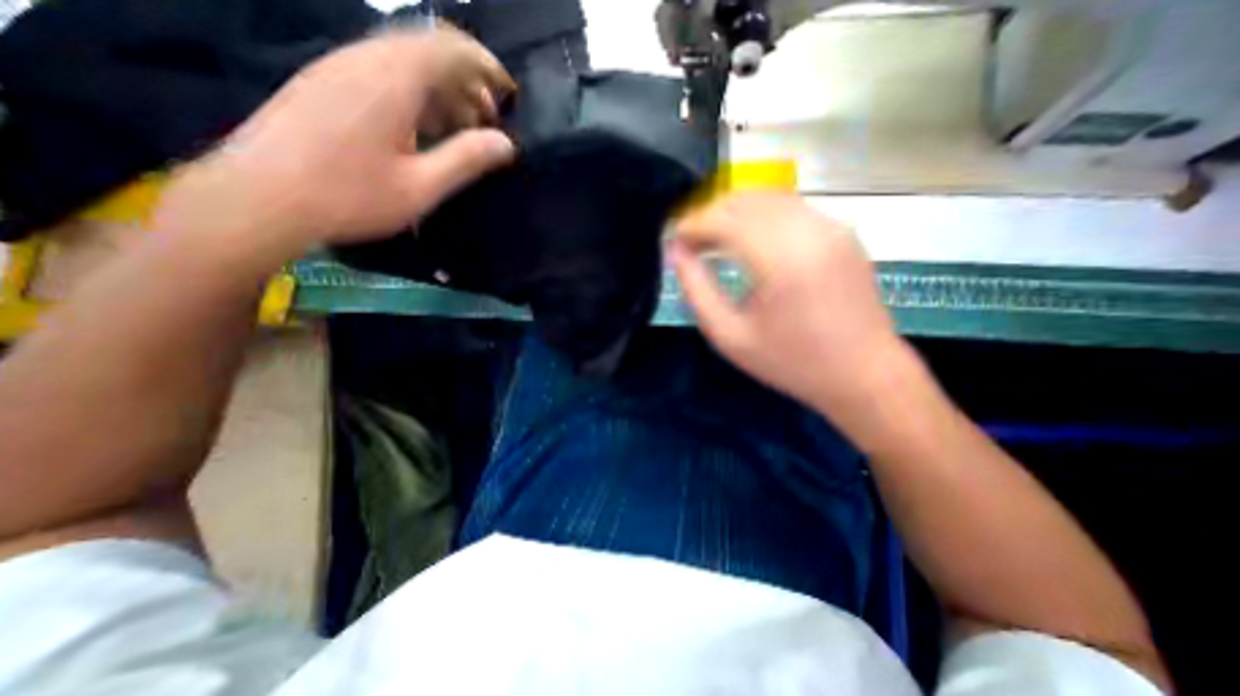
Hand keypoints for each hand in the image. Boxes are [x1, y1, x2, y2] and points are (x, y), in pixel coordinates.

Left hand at [156, 27, 518, 260]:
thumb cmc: (350, 196)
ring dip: (443, 92)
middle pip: (428, 51)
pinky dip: (415, 97)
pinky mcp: (327, 85)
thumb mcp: (421, 186)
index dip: (486, 66)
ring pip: (406, 64)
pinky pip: (383, 76)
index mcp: (391, 79)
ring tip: (461, 132)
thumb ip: (466, 160)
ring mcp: (340, 69)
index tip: (509, 94)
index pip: (450, 47)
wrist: (260, 197)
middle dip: (467, 84)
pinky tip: (423, 132)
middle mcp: (364, 60)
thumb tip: (506, 143)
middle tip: (489, 124)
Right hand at [673, 193, 907, 426]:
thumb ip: (697, 290)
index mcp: (780, 261)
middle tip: (690, 240)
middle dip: (709, 214)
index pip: (724, 219)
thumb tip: (676, 253)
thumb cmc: (790, 363)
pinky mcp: (842, 231)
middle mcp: (809, 231)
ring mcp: (831, 227)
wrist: (864, 375)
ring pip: (768, 197)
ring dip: (733, 212)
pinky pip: (790, 207)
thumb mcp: (729, 336)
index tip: (674, 240)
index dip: (692, 224)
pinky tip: (747, 239)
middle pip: (745, 200)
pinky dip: (759, 215)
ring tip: (713, 239)